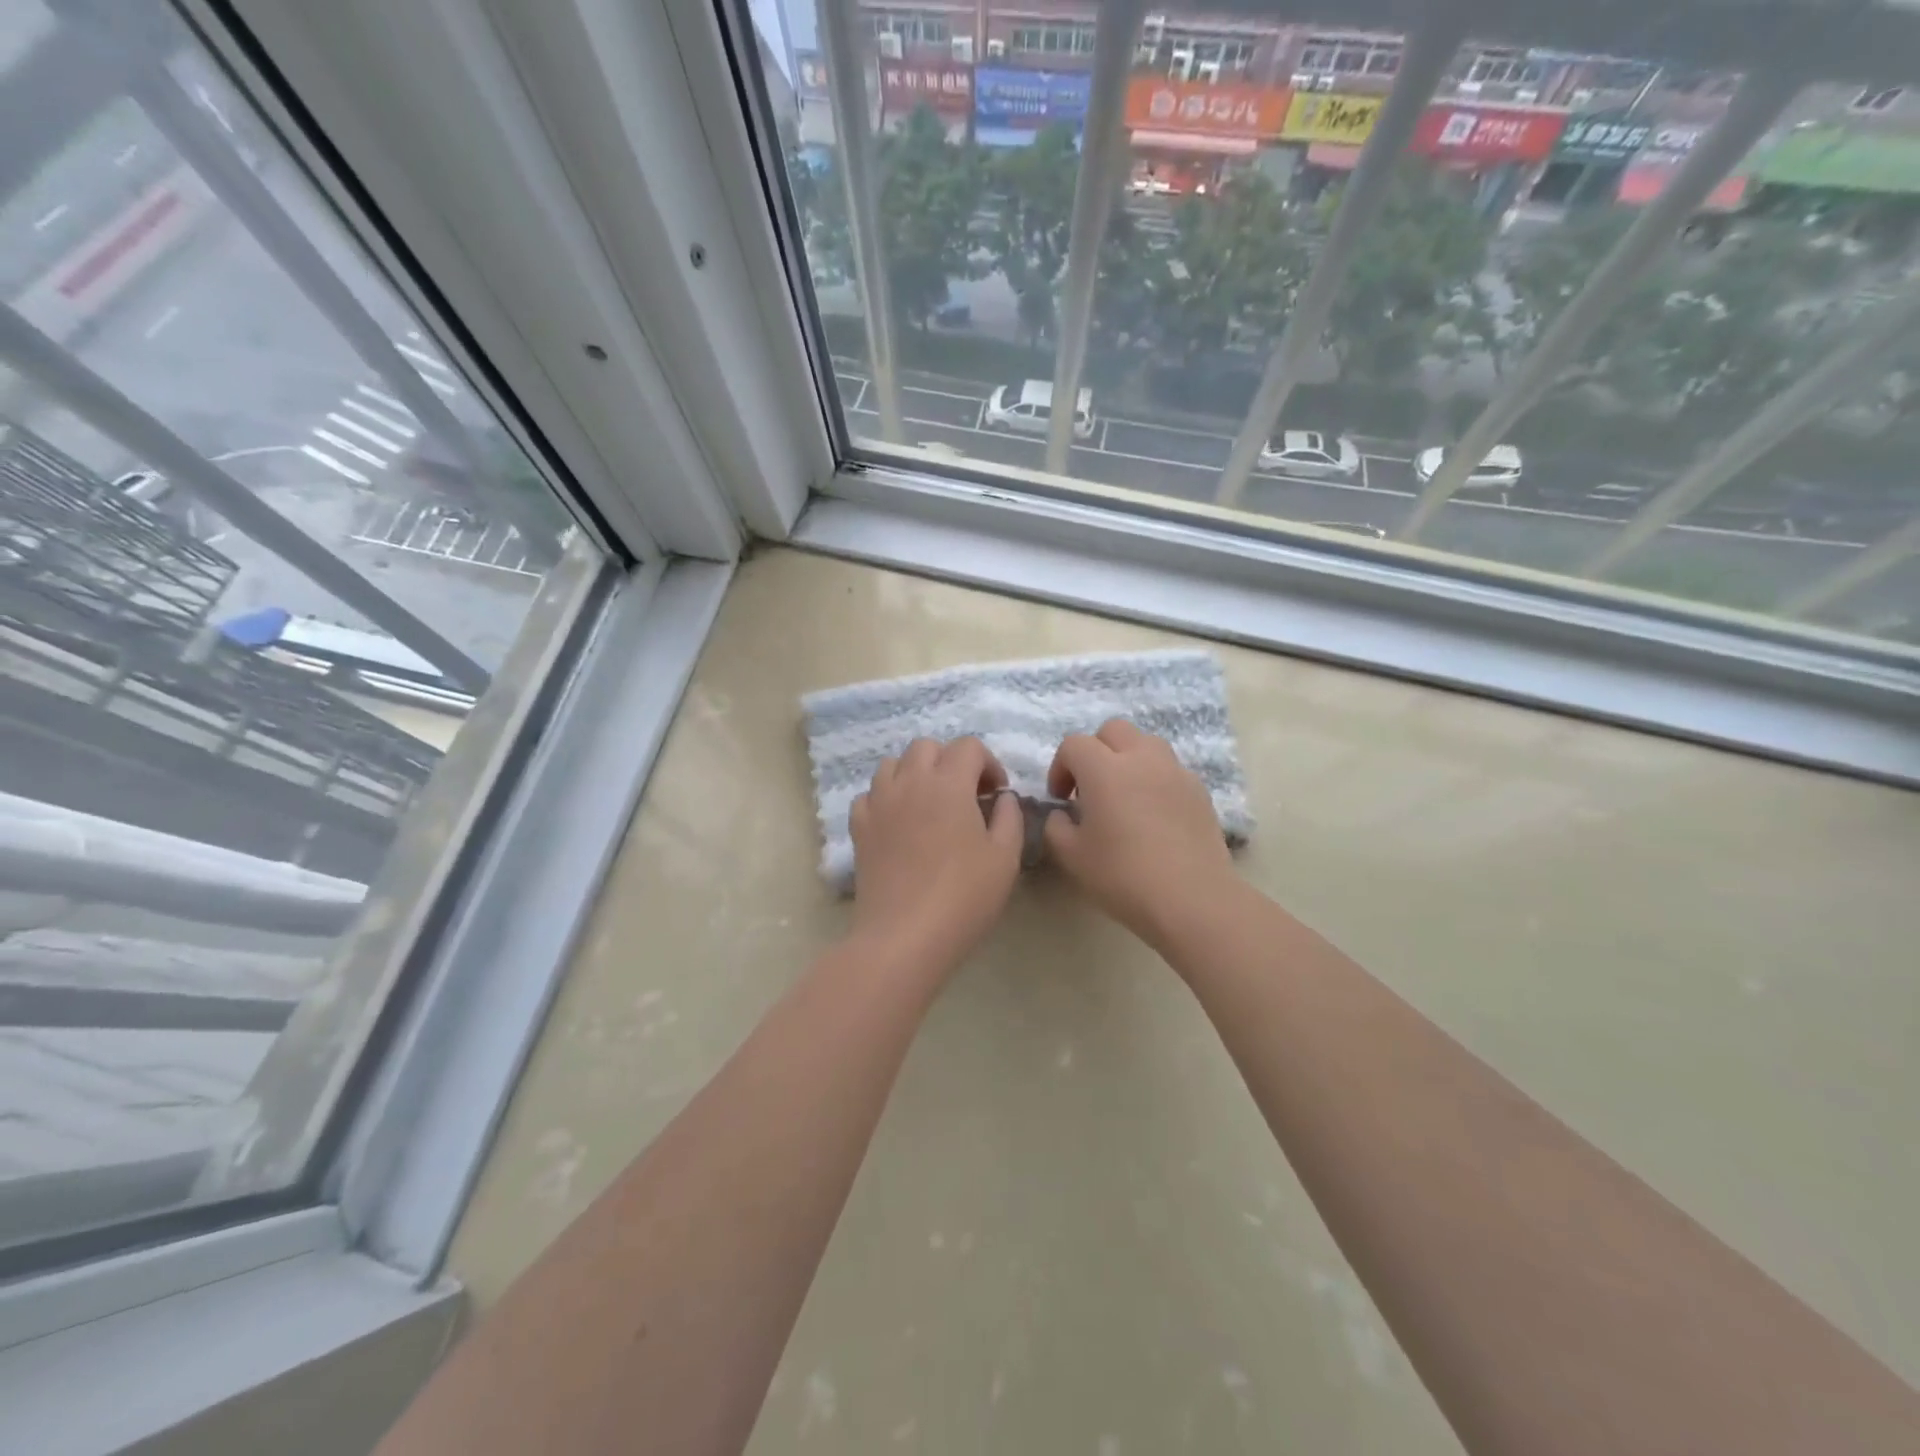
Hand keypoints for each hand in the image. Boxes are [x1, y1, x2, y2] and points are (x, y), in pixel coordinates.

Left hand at [848, 737, 1023, 974]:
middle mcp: (909, 782)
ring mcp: (879, 803)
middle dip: (950, 761)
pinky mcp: (859, 827)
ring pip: (893, 764)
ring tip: (929, 804)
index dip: (988, 763)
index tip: (996, 793)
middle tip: (965, 795)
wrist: (905, 935)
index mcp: (949, 783)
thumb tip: (1002, 798)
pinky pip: (870, 795)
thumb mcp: (1005, 858)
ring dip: (915, 773)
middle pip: (927, 747)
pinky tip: (899, 823)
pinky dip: (886, 798)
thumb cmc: (963, 896)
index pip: (968, 746)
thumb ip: (1009, 818)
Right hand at [1043, 719, 1238, 952]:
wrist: (1191, 899)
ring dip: (1128, 759)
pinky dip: (1154, 779)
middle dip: (1095, 751)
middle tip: (1090, 788)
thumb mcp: (1071, 856)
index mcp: (1104, 769)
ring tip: (1124, 795)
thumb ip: (1056, 827)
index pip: (1074, 745)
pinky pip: (1170, 769)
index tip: (1061, 798)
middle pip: (1113, 730)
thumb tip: (1063, 814)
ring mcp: (1175, 772)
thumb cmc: (1123, 876)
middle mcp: (1141, 759)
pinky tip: (1153, 815)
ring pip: (1146, 743)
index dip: (1061, 767)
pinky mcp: (1199, 790)